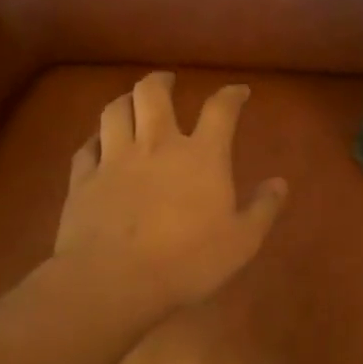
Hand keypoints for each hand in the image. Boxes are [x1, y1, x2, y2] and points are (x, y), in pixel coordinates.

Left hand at [50, 72, 287, 313]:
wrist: (112, 282)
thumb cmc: (187, 261)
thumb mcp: (242, 241)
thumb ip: (263, 208)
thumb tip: (279, 183)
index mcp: (202, 156)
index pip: (220, 109)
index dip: (231, 95)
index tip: (239, 92)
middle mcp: (157, 145)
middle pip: (153, 94)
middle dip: (161, 81)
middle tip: (168, 81)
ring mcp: (114, 160)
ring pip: (115, 111)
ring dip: (126, 100)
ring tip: (132, 102)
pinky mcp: (82, 180)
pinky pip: (86, 147)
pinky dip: (95, 138)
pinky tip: (98, 142)